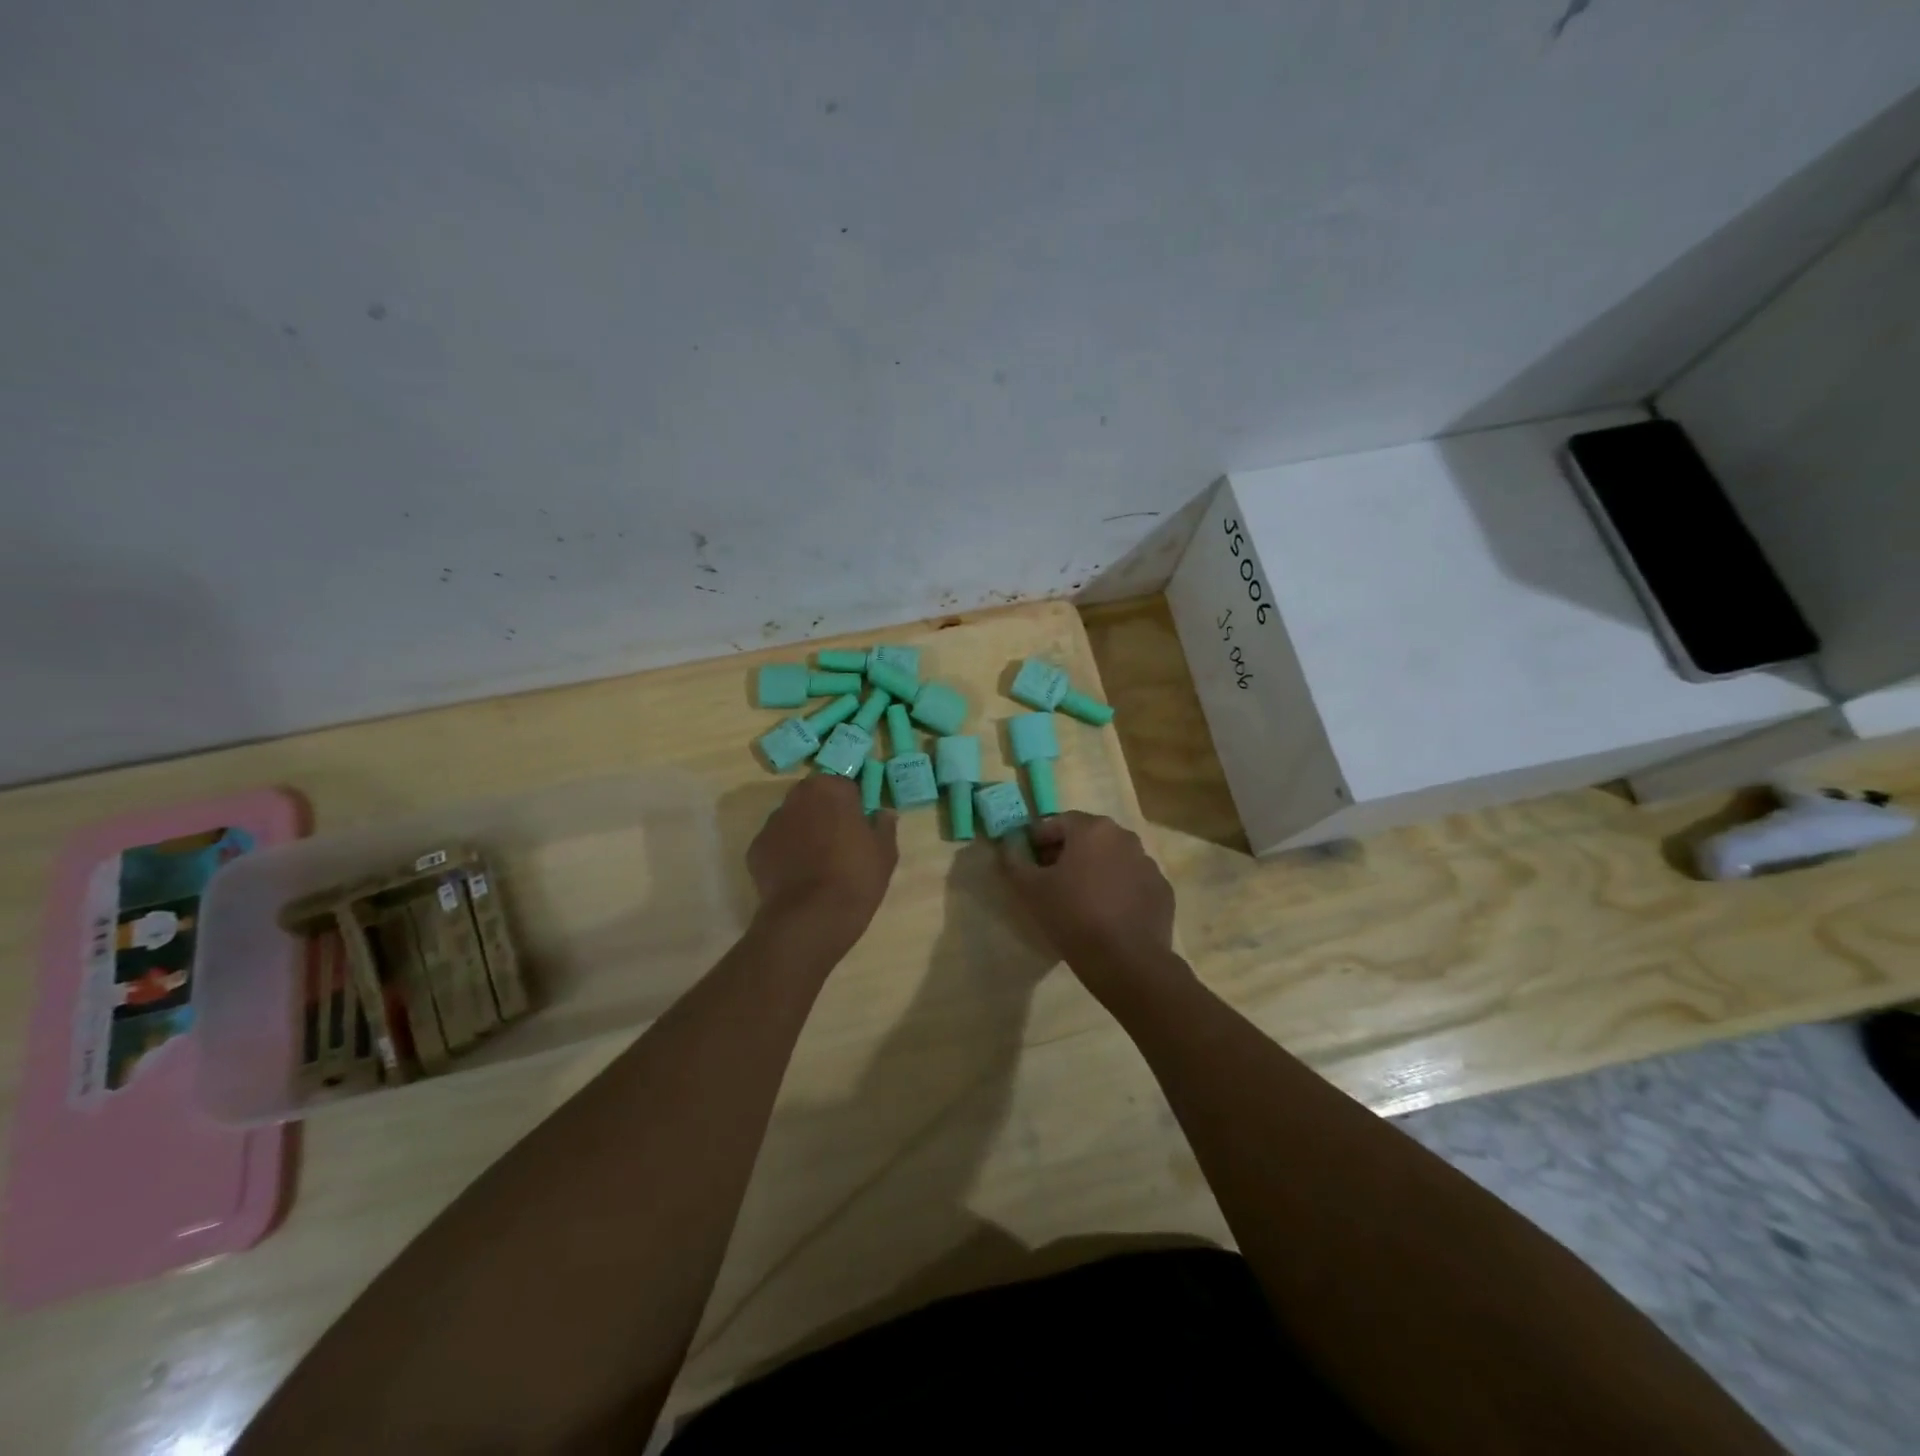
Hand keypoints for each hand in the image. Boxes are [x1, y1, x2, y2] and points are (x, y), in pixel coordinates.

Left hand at [748, 773, 897, 948]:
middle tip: (840, 840)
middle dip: (824, 812)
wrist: (812, 918)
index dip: (853, 803)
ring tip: (817, 862)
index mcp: (831, 789)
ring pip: (792, 819)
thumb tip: (883, 813)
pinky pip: (776, 844)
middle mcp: (797, 797)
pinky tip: (798, 877)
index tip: (859, 823)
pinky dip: (785, 854)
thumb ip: (884, 826)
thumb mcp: (885, 852)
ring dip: (803, 831)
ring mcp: (772, 823)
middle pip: (814, 797)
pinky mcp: (755, 849)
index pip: (844, 785)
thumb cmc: (856, 877)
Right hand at [997, 812, 1178, 988]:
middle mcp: (1124, 837)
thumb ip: (1014, 860)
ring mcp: (1148, 863)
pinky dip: (1118, 889)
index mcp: (1093, 829)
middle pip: (1087, 838)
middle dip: (1066, 853)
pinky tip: (1107, 914)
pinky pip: (1132, 882)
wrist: (1127, 962)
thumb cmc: (1073, 917)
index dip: (1038, 840)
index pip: (1057, 822)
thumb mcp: (1030, 889)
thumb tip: (1009, 844)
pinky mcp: (1162, 890)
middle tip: (1050, 881)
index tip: (1028, 863)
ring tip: (1079, 900)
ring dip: (1094, 870)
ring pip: (1112, 859)